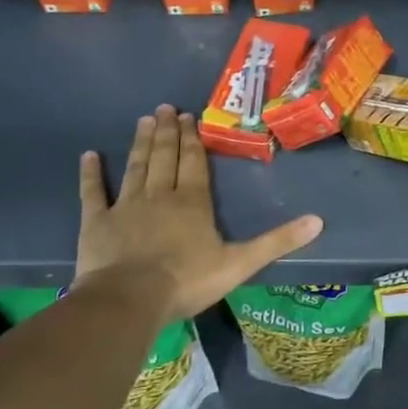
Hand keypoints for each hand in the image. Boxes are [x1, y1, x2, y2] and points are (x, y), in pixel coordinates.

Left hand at [76, 105, 322, 320]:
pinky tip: (89, 155)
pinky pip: (93, 193)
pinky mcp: (96, 223)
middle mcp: (160, 195)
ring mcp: (125, 206)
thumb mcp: (241, 263)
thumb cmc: (186, 280)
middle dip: (168, 132)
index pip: (195, 162)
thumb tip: (318, 221)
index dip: (194, 139)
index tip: (190, 116)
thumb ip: (278, 241)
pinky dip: (91, 174)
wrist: (129, 300)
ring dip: (141, 143)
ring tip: (144, 120)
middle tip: (165, 108)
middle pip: (165, 157)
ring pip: (136, 167)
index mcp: (193, 202)